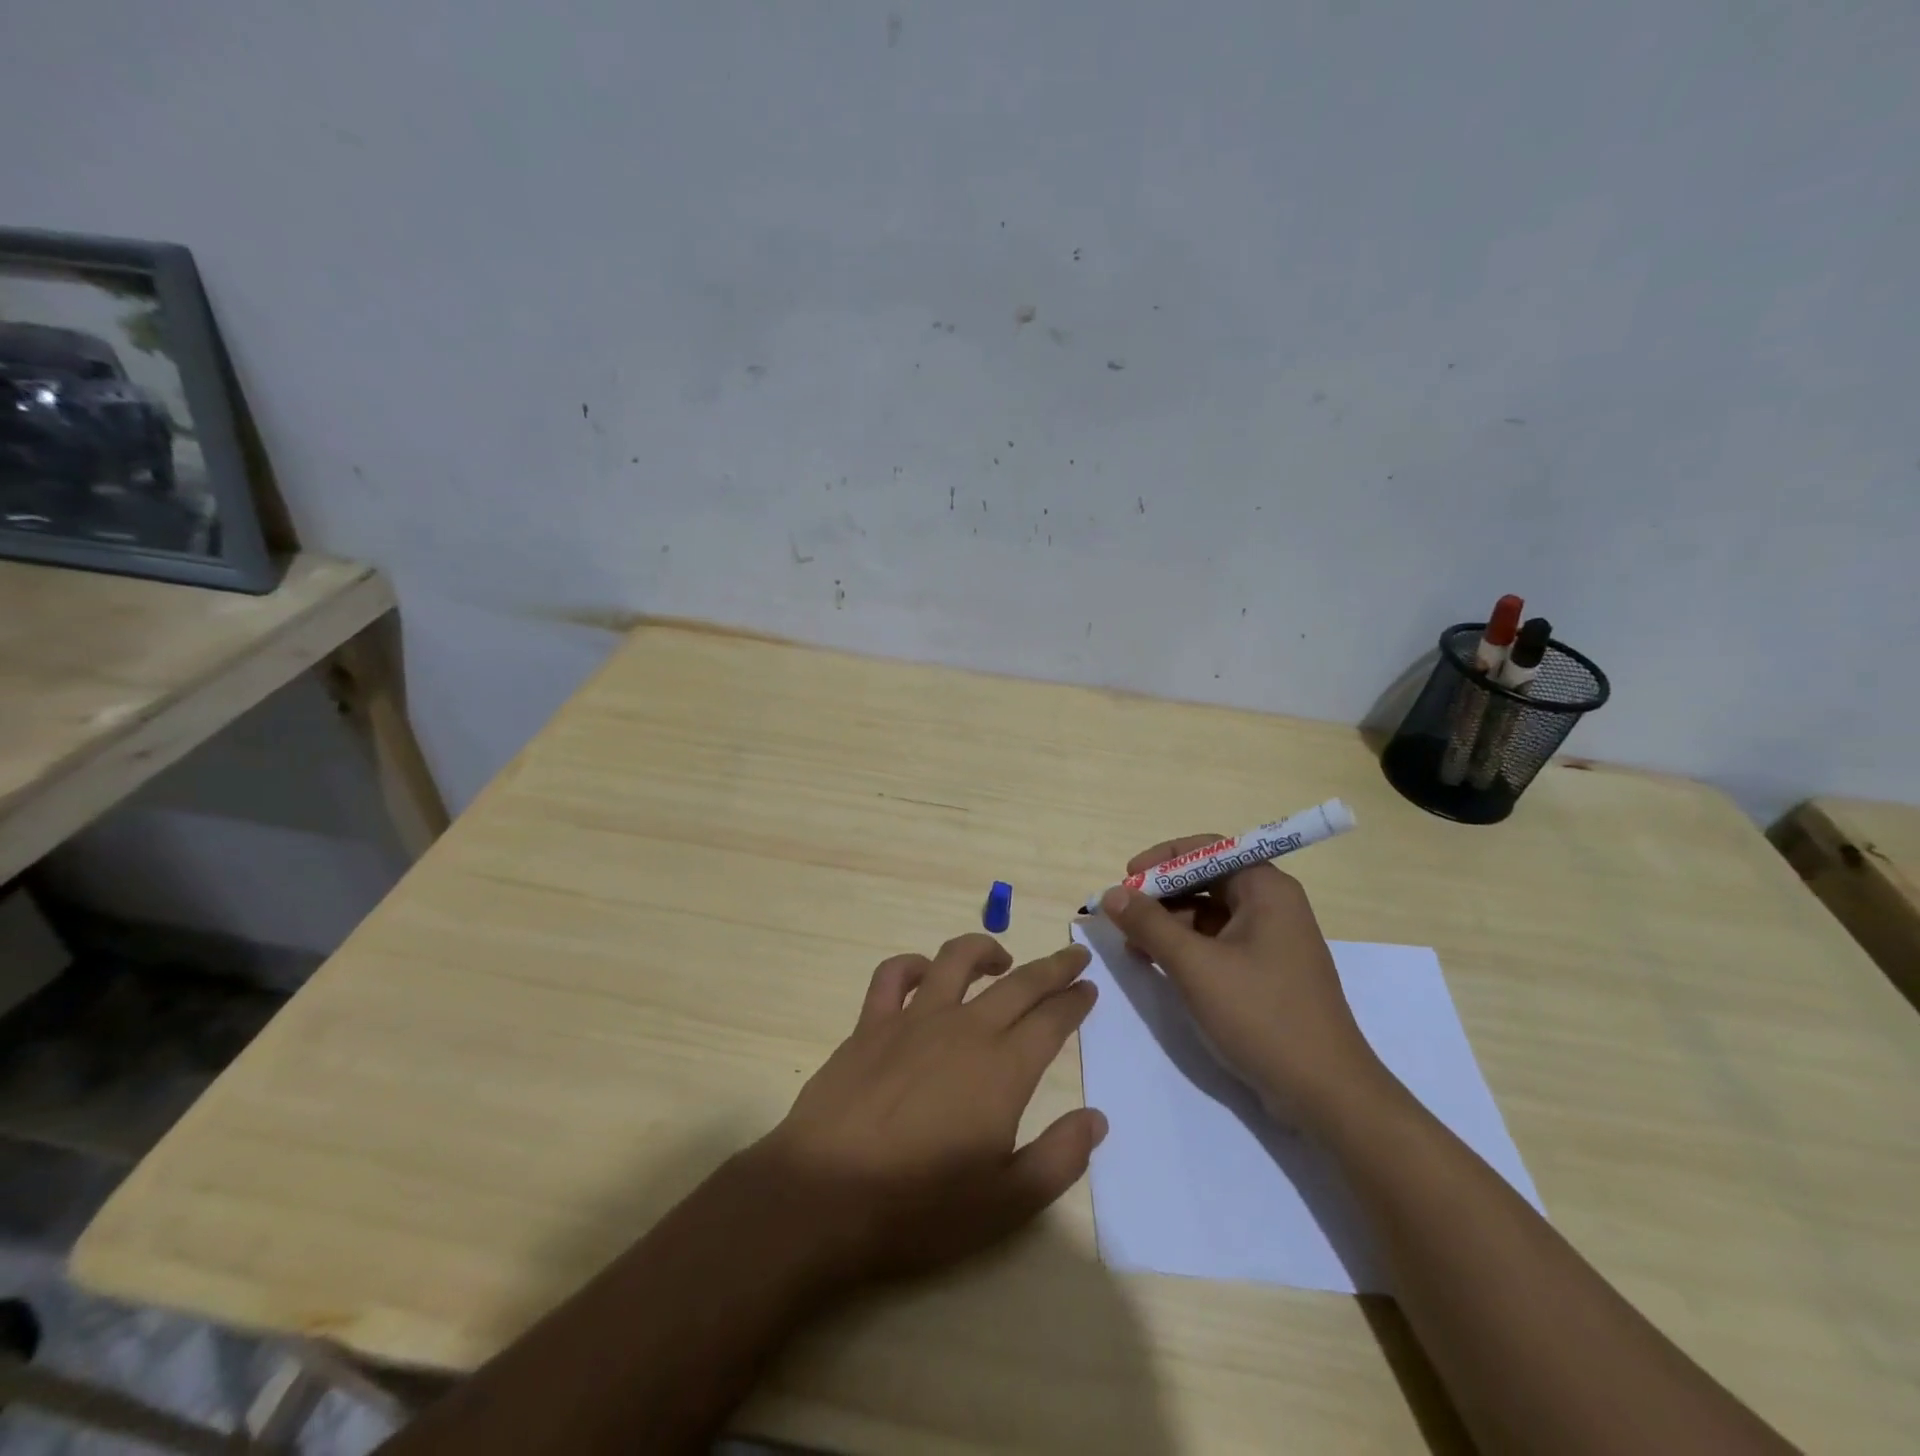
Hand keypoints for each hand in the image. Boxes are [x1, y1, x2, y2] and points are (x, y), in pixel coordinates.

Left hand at [752, 934, 1105, 1285]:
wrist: (825, 1195)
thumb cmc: (920, 1206)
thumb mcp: (1007, 1203)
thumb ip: (1059, 1158)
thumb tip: (1096, 1119)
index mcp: (1003, 1069)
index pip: (1052, 1020)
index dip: (1075, 1001)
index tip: (1089, 988)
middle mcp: (964, 1029)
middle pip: (1020, 982)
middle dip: (1053, 967)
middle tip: (1074, 956)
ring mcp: (914, 1020)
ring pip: (957, 960)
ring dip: (986, 949)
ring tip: (1002, 958)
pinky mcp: (871, 1024)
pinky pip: (894, 975)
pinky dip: (913, 964)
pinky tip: (925, 973)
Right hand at [1100, 836, 1385, 1128]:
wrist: (1326, 1094)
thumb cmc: (1261, 1016)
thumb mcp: (1195, 966)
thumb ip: (1149, 924)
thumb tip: (1111, 893)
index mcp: (1266, 889)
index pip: (1207, 849)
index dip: (1163, 859)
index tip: (1126, 878)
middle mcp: (1272, 906)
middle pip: (1206, 880)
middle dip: (1161, 895)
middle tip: (1123, 917)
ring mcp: (1271, 941)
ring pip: (1208, 914)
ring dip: (1169, 924)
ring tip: (1134, 948)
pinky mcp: (1266, 972)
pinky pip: (1218, 943)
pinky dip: (1186, 948)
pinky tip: (1158, 965)